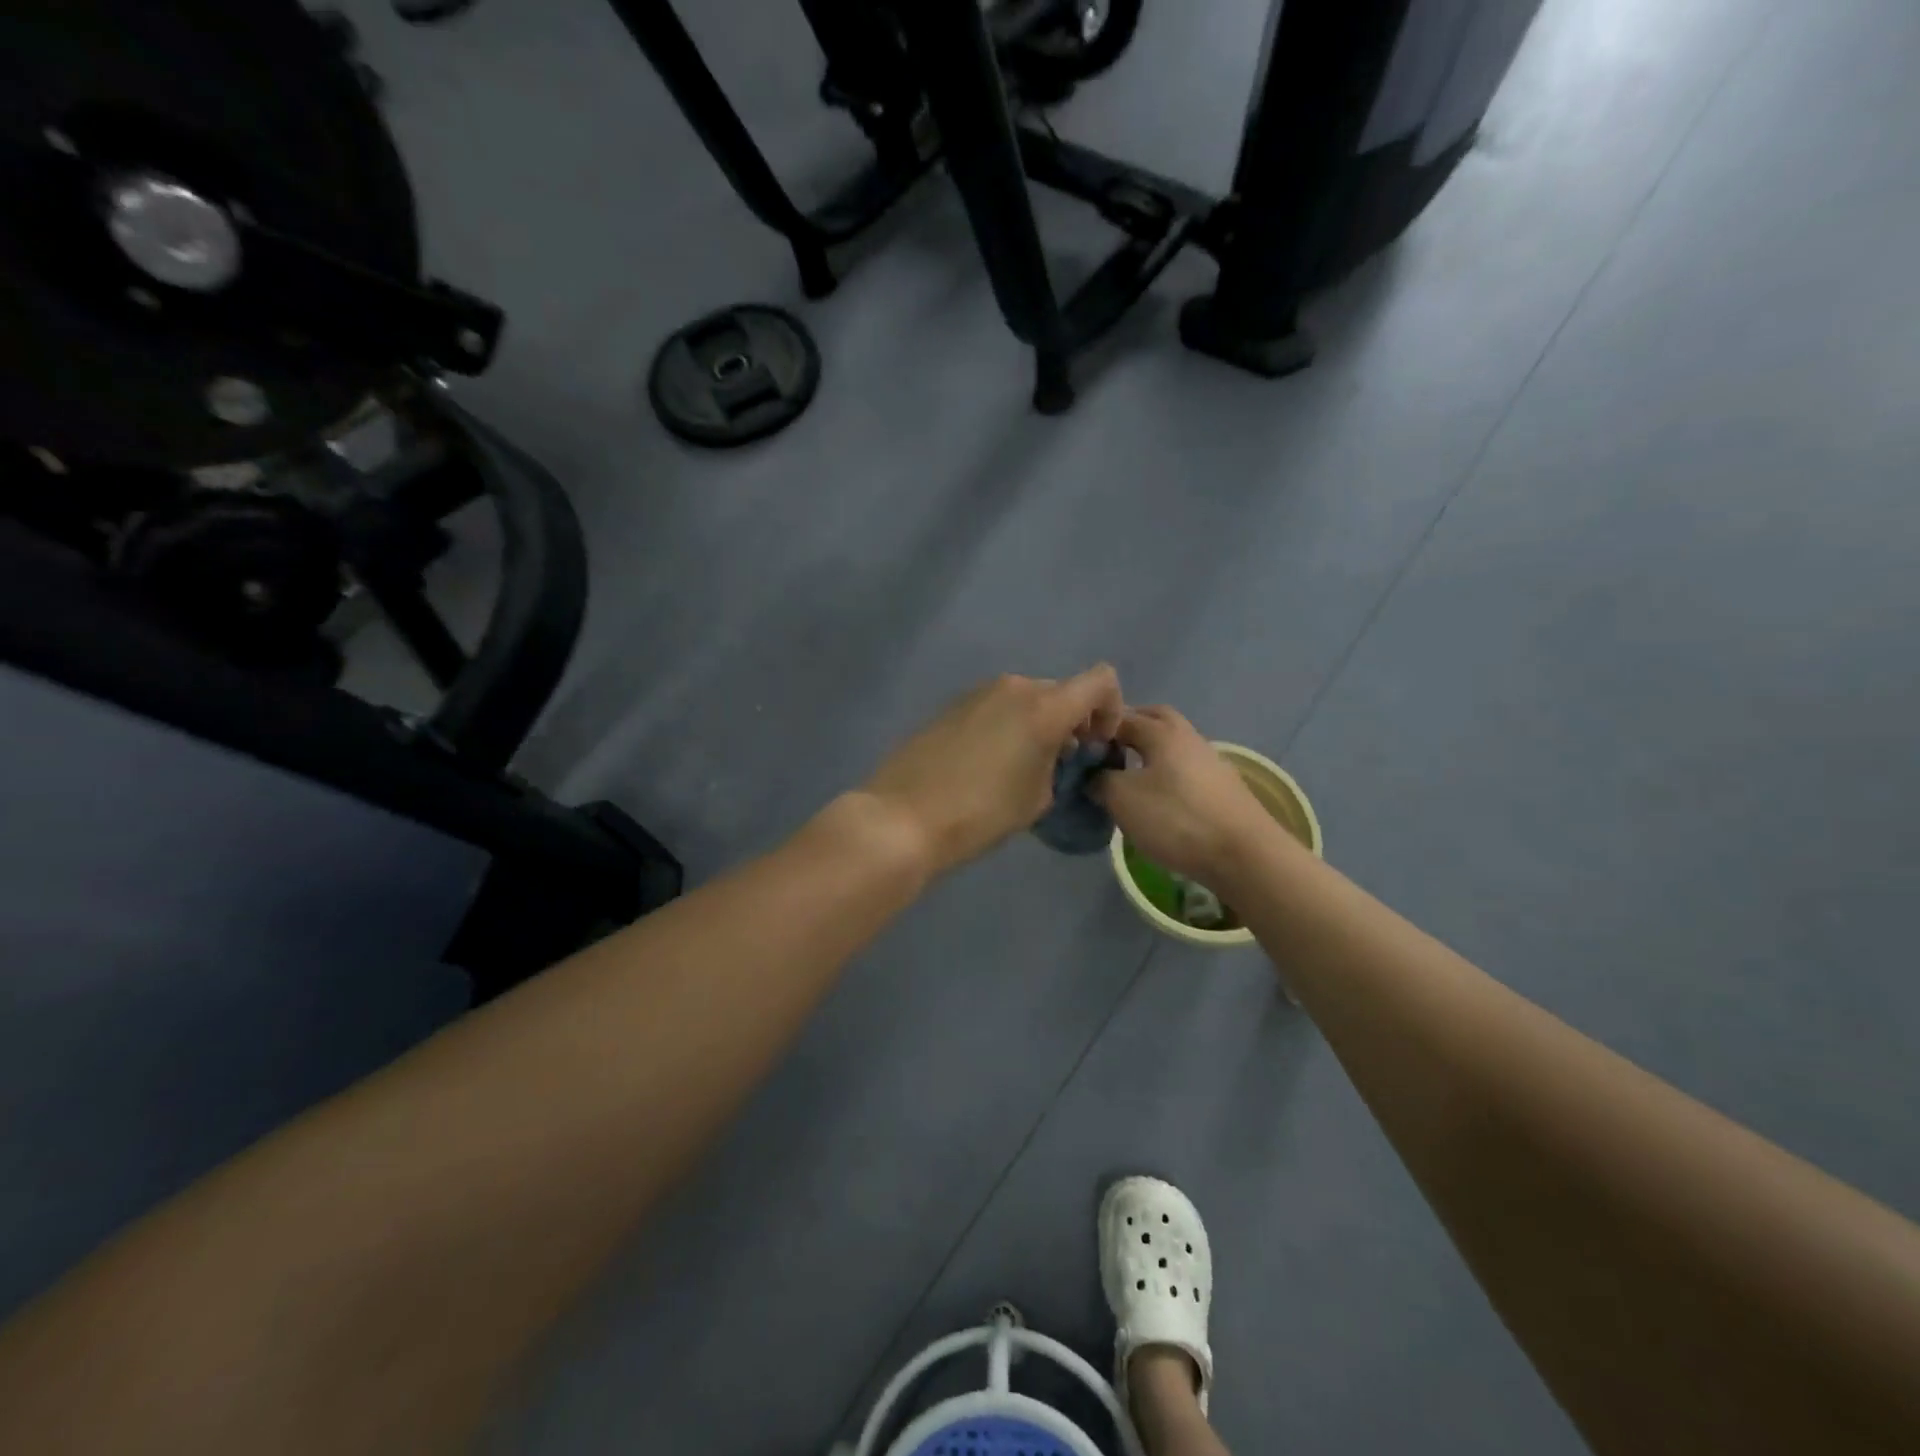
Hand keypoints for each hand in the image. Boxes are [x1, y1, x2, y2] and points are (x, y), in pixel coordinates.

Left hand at [860, 666, 1124, 875]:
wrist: (904, 816)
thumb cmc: (981, 812)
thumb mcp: (1037, 798)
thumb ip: (1058, 765)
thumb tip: (1053, 753)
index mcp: (1044, 706)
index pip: (1100, 681)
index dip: (1110, 709)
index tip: (1094, 746)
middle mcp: (1014, 687)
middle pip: (1061, 691)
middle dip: (1071, 721)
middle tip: (1060, 763)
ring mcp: (978, 692)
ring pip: (1026, 699)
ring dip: (1037, 723)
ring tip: (1021, 767)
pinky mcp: (952, 705)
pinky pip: (996, 707)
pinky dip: (1007, 725)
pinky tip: (987, 763)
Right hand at [1094, 705, 1270, 883]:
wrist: (1244, 855)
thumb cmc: (1176, 819)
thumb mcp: (1122, 799)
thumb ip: (1099, 780)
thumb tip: (1092, 775)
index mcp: (1161, 731)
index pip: (1120, 717)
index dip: (1096, 729)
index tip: (1077, 749)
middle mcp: (1188, 736)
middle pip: (1154, 719)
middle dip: (1128, 728)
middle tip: (1105, 751)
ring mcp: (1210, 760)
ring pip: (1172, 744)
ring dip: (1149, 751)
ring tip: (1128, 776)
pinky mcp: (1223, 786)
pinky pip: (1185, 767)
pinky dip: (1167, 772)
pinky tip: (1158, 795)